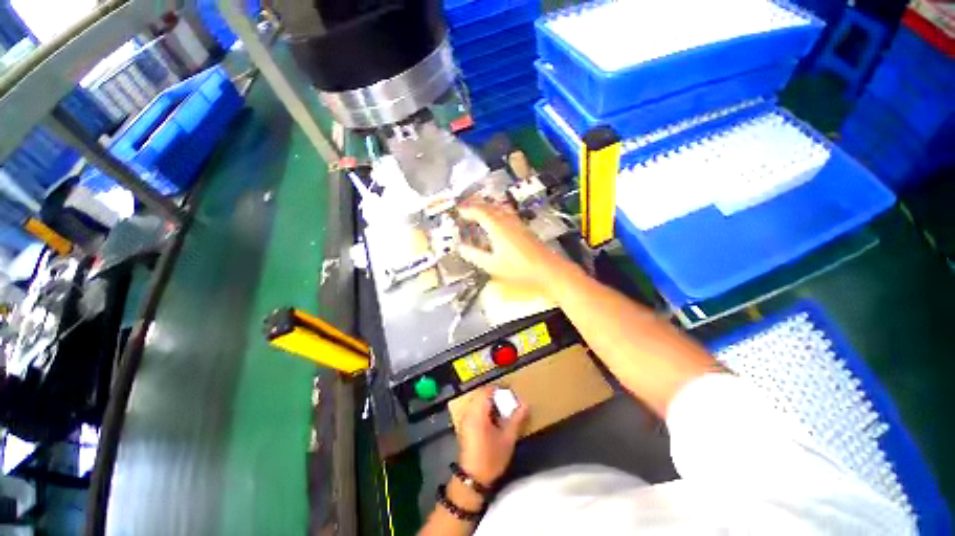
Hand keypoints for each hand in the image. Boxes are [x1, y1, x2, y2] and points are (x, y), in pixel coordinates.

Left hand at [456, 386, 528, 485]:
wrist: (473, 479)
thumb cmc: (491, 457)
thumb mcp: (508, 439)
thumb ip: (516, 419)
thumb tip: (525, 404)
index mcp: (478, 412)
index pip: (487, 390)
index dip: (499, 388)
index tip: (510, 392)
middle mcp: (469, 412)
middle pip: (481, 394)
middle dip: (494, 395)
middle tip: (507, 401)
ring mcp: (465, 418)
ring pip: (477, 401)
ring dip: (489, 401)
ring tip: (502, 409)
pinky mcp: (465, 425)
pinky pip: (474, 408)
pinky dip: (483, 408)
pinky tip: (493, 419)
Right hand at [458, 203, 569, 299]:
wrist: (547, 268)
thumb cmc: (518, 268)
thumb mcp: (492, 265)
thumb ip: (475, 256)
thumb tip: (461, 248)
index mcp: (497, 227)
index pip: (480, 212)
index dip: (468, 210)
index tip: (458, 211)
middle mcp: (507, 220)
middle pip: (489, 207)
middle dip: (476, 206)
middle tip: (466, 210)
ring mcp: (517, 223)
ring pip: (499, 208)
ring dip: (487, 208)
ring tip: (478, 212)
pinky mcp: (524, 228)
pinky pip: (506, 213)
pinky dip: (496, 213)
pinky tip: (497, 221)